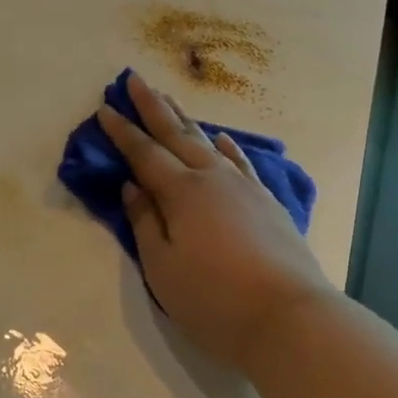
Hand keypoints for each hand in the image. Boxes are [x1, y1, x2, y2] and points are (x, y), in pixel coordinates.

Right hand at [97, 72, 336, 373]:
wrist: (291, 318)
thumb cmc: (214, 298)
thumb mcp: (162, 267)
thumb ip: (145, 222)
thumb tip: (132, 186)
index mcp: (181, 192)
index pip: (144, 153)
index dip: (122, 131)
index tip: (105, 107)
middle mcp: (212, 178)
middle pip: (176, 134)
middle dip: (153, 106)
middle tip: (135, 79)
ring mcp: (244, 188)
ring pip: (208, 142)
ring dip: (185, 119)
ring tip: (170, 98)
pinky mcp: (267, 203)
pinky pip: (242, 163)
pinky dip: (228, 148)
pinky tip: (222, 138)